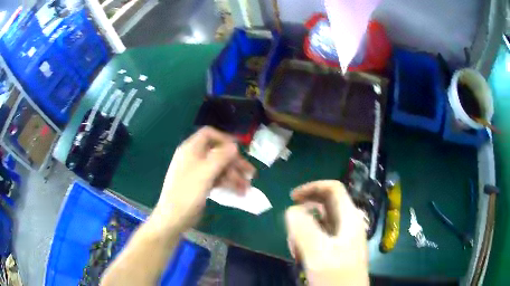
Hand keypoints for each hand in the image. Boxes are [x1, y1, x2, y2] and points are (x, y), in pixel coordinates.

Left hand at [152, 127, 254, 230]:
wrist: (174, 216)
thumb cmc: (188, 191)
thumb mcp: (206, 172)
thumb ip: (221, 156)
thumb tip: (234, 145)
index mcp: (191, 149)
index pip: (209, 134)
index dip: (224, 139)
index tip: (239, 148)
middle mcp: (194, 157)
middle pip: (217, 153)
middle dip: (235, 163)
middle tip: (251, 173)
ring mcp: (197, 171)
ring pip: (219, 168)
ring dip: (234, 176)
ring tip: (247, 188)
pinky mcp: (200, 184)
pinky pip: (216, 179)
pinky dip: (227, 184)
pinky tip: (239, 192)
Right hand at [285, 180, 368, 285]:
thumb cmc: (336, 277)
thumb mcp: (318, 253)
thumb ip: (304, 229)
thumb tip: (292, 209)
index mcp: (349, 218)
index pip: (333, 189)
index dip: (312, 187)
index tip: (291, 197)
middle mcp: (346, 224)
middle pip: (322, 206)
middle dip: (303, 215)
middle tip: (292, 234)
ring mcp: (340, 237)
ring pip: (317, 223)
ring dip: (302, 232)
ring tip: (296, 251)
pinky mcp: (334, 249)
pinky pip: (316, 237)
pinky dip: (305, 242)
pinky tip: (300, 257)